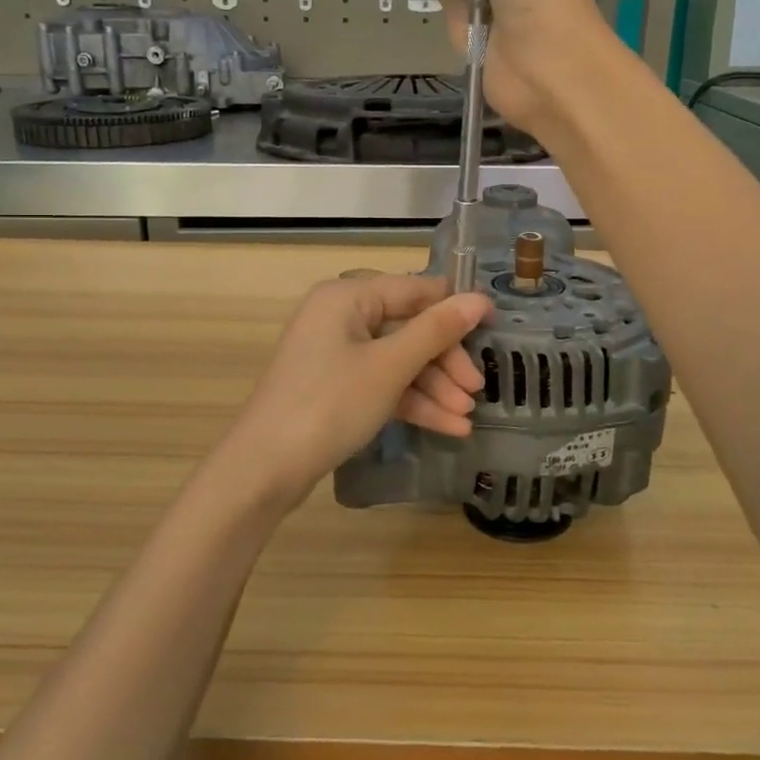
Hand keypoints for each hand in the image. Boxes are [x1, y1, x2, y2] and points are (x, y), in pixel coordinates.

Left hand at [212, 275, 491, 506]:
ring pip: (397, 360)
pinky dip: (411, 402)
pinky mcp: (335, 387)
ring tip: (466, 418)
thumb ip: (436, 331)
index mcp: (347, 296)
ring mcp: (336, 353)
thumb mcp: (389, 366)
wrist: (265, 469)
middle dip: (444, 361)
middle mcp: (340, 316)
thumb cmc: (330, 404)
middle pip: (408, 328)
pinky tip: (447, 427)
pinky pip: (381, 383)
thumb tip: (478, 299)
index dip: (455, 308)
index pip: (414, 289)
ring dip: (433, 387)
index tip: (494, 328)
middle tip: (476, 390)